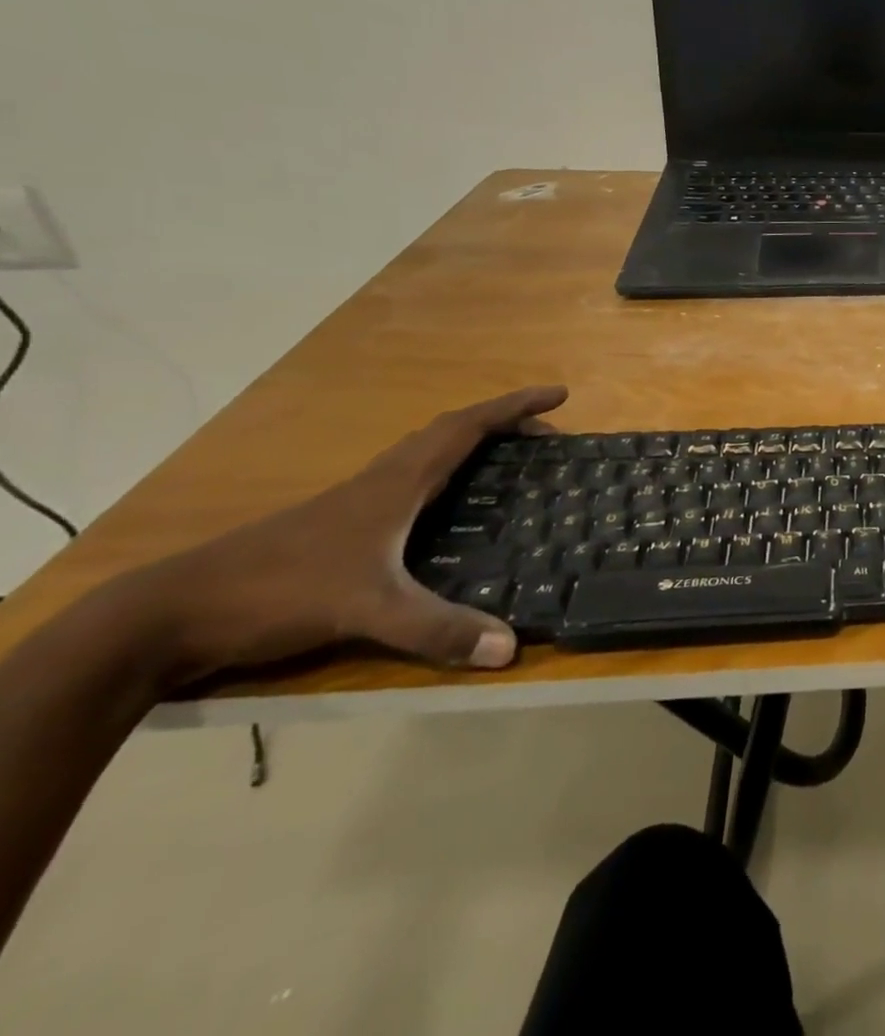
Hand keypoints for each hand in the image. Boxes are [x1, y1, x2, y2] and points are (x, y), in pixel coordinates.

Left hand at [110, 386, 567, 686]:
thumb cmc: (276, 592)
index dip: (515, 407)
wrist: (168, 615)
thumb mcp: (367, 610)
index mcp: (396, 483)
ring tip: (509, 461)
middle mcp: (380, 481)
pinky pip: (408, 482)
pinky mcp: (338, 527)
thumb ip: (437, 629)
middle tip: (546, 435)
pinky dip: (443, 476)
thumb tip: (510, 648)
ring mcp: (354, 502)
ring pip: (426, 455)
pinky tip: (446, 509)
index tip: (558, 395)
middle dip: (503, 424)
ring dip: (471, 445)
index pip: (466, 428)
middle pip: (450, 432)